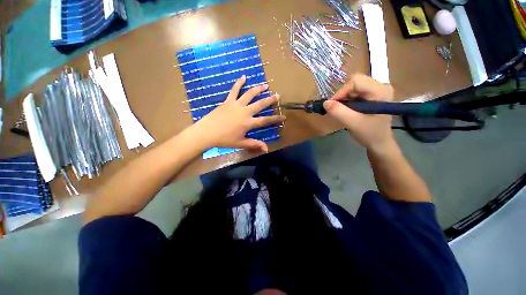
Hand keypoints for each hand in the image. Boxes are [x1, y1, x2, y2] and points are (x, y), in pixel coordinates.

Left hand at [190, 75, 285, 152]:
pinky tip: (244, 76)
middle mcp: (245, 112)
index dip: (275, 119)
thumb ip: (254, 144)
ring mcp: (236, 105)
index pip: (265, 120)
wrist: (207, 132)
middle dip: (270, 100)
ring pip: (249, 94)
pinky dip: (239, 83)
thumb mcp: (240, 143)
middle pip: (260, 104)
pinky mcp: (228, 101)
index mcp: (248, 123)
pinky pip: (234, 90)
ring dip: (258, 89)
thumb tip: (266, 149)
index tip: (284, 116)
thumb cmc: (224, 139)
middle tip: (277, 95)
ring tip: (265, 85)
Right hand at [323, 73, 395, 151]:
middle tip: (336, 109)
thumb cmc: (369, 133)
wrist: (379, 142)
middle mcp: (380, 86)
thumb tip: (325, 102)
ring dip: (343, 98)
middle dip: (342, 95)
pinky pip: (354, 92)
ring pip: (352, 87)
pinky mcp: (371, 95)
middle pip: (354, 82)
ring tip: (342, 111)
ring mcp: (376, 90)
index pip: (356, 81)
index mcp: (380, 90)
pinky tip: (347, 110)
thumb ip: (339, 112)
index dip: (341, 92)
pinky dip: (346, 100)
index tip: (332, 106)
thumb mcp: (353, 123)